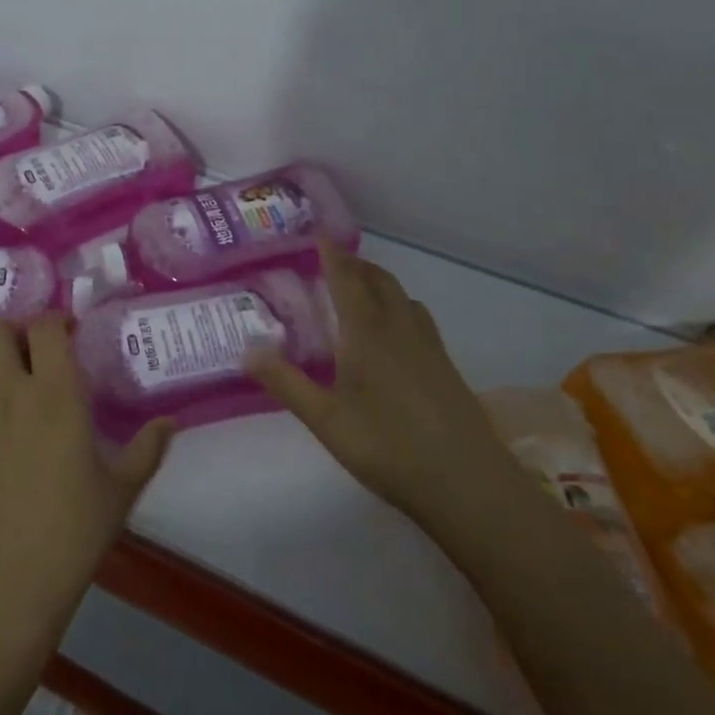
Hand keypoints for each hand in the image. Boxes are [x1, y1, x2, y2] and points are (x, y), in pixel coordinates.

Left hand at [0, 314, 174, 637]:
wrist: (2, 585)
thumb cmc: (71, 534)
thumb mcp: (120, 491)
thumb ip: (147, 449)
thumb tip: (171, 422)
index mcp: (56, 394)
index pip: (46, 327)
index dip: (57, 319)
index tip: (72, 333)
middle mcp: (9, 393)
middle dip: (14, 330)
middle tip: (34, 352)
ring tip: (5, 377)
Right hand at [248, 241, 522, 528]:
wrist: (467, 483)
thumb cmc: (388, 447)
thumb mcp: (326, 420)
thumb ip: (286, 383)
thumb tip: (247, 349)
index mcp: (367, 333)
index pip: (346, 280)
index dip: (332, 254)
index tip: (319, 230)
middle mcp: (400, 329)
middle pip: (379, 281)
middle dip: (356, 265)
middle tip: (333, 261)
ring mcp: (428, 346)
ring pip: (403, 297)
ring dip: (380, 283)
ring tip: (361, 290)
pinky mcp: (446, 366)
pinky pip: (419, 318)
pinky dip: (399, 306)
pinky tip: (394, 334)